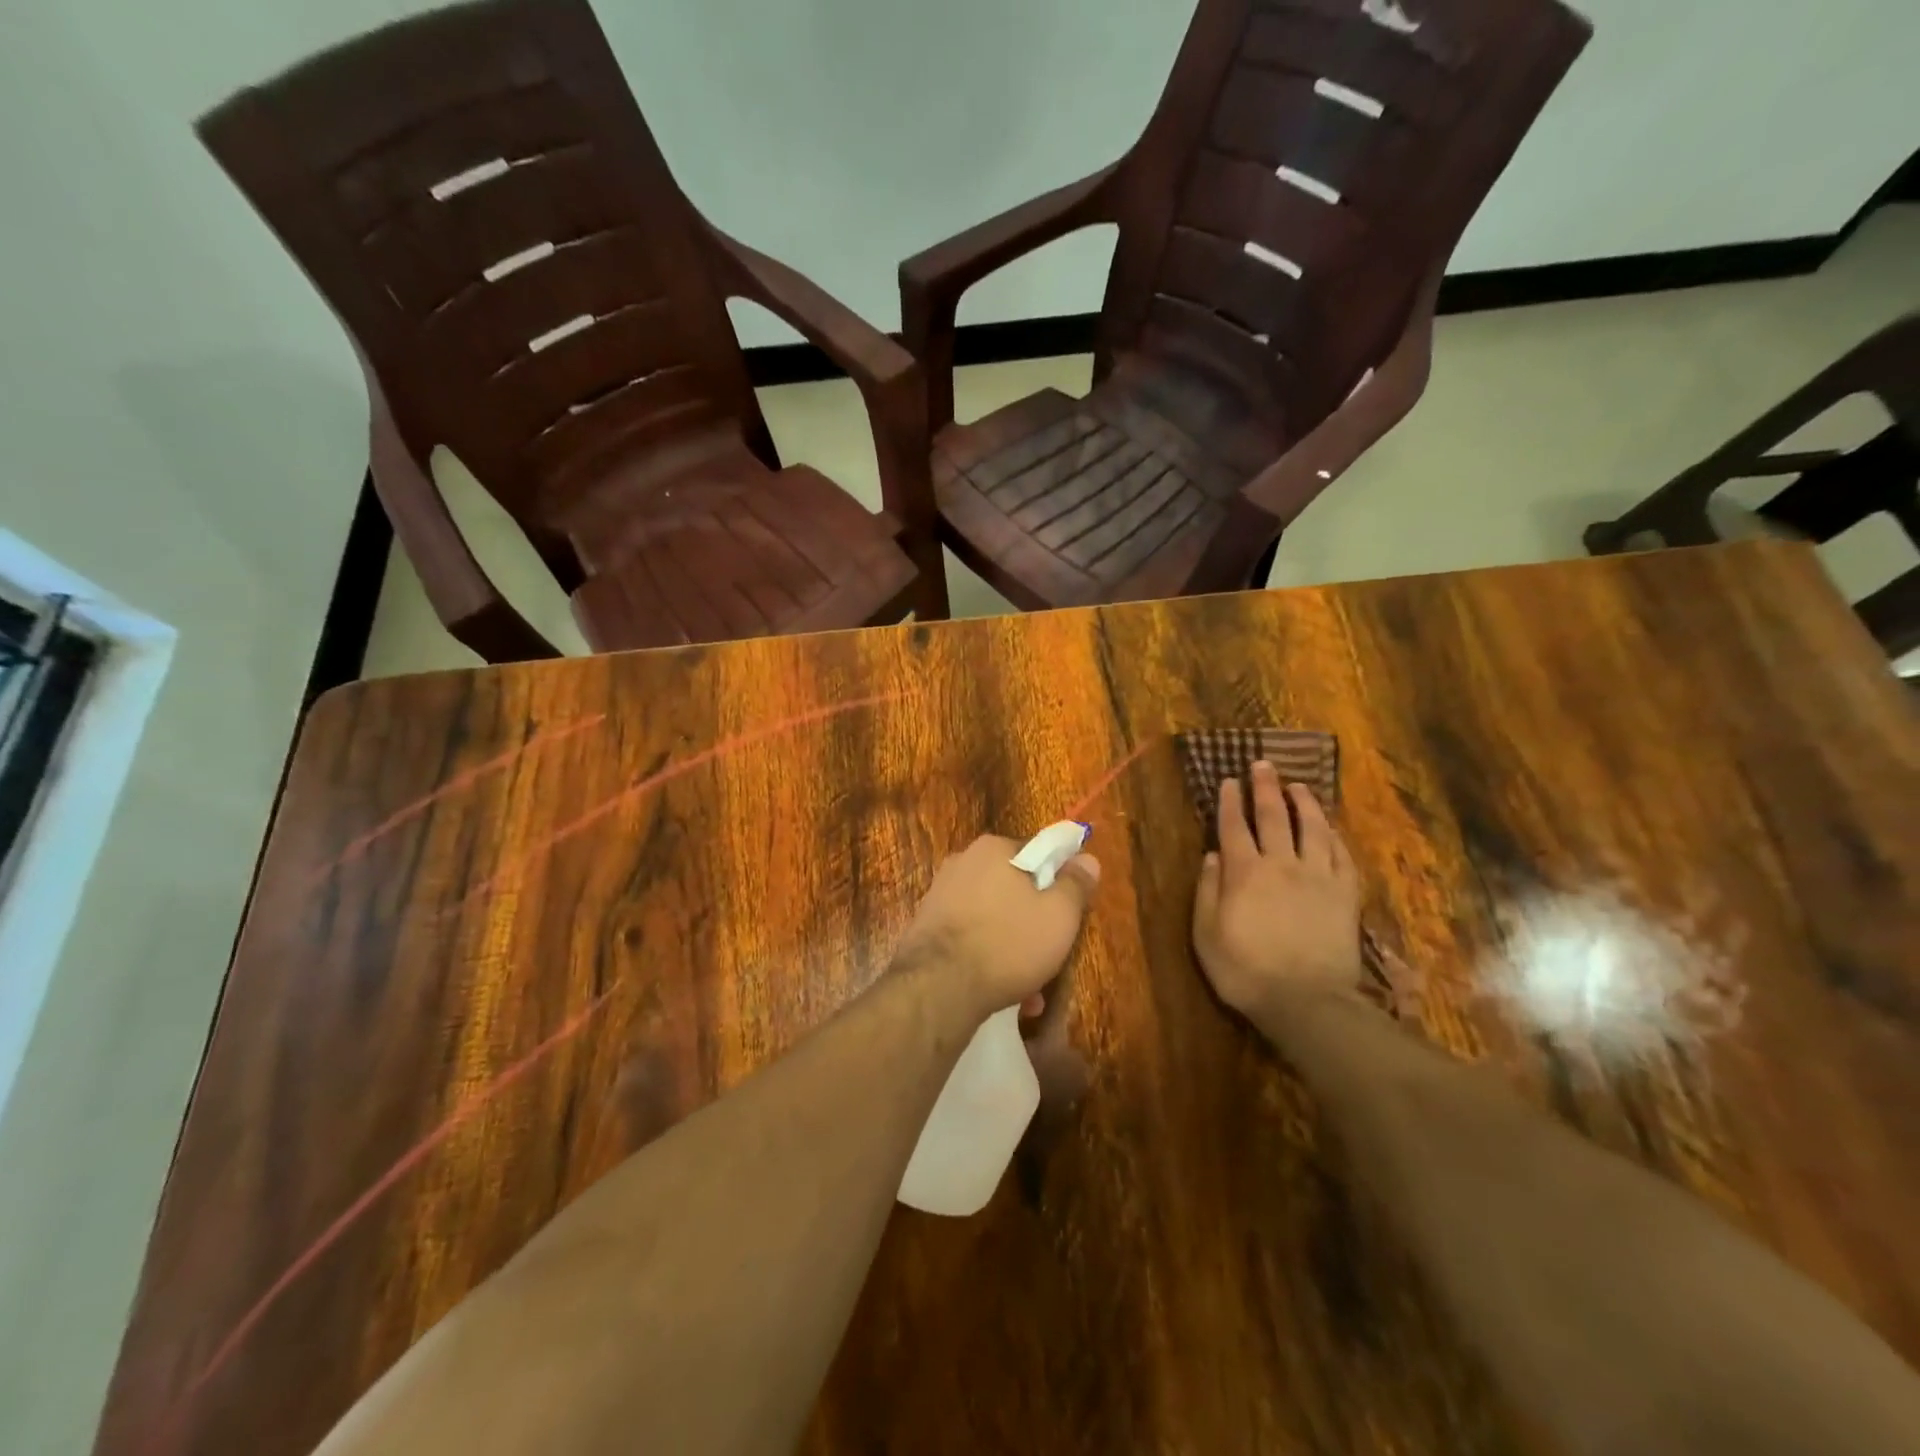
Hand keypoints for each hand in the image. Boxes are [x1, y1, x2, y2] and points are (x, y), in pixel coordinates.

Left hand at [894, 835, 1099, 1021]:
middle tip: (1051, 954)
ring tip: (1031, 990)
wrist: (938, 987)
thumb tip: (1087, 859)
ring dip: (1013, 948)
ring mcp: (939, 896)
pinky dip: (988, 959)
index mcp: (993, 849)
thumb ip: (1076, 884)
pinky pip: (970, 938)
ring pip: (992, 919)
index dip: (1058, 882)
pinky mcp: (926, 928)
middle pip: (1013, 888)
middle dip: (1034, 922)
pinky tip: (1004, 994)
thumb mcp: (1059, 915)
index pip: (1037, 854)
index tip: (1068, 913)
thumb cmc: (1008, 942)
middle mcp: (962, 863)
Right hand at [1193, 762, 1363, 1026]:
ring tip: (1297, 785)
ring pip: (1311, 827)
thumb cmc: (1245, 970)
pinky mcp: (1345, 893)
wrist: (1307, 1001)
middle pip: (1272, 817)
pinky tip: (1329, 826)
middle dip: (1264, 788)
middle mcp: (1281, 864)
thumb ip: (1207, 890)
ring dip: (1303, 802)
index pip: (1233, 827)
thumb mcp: (1206, 934)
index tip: (1228, 781)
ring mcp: (1318, 876)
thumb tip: (1211, 855)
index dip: (1229, 802)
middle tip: (1263, 765)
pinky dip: (1333, 835)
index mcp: (1244, 872)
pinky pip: (1341, 854)